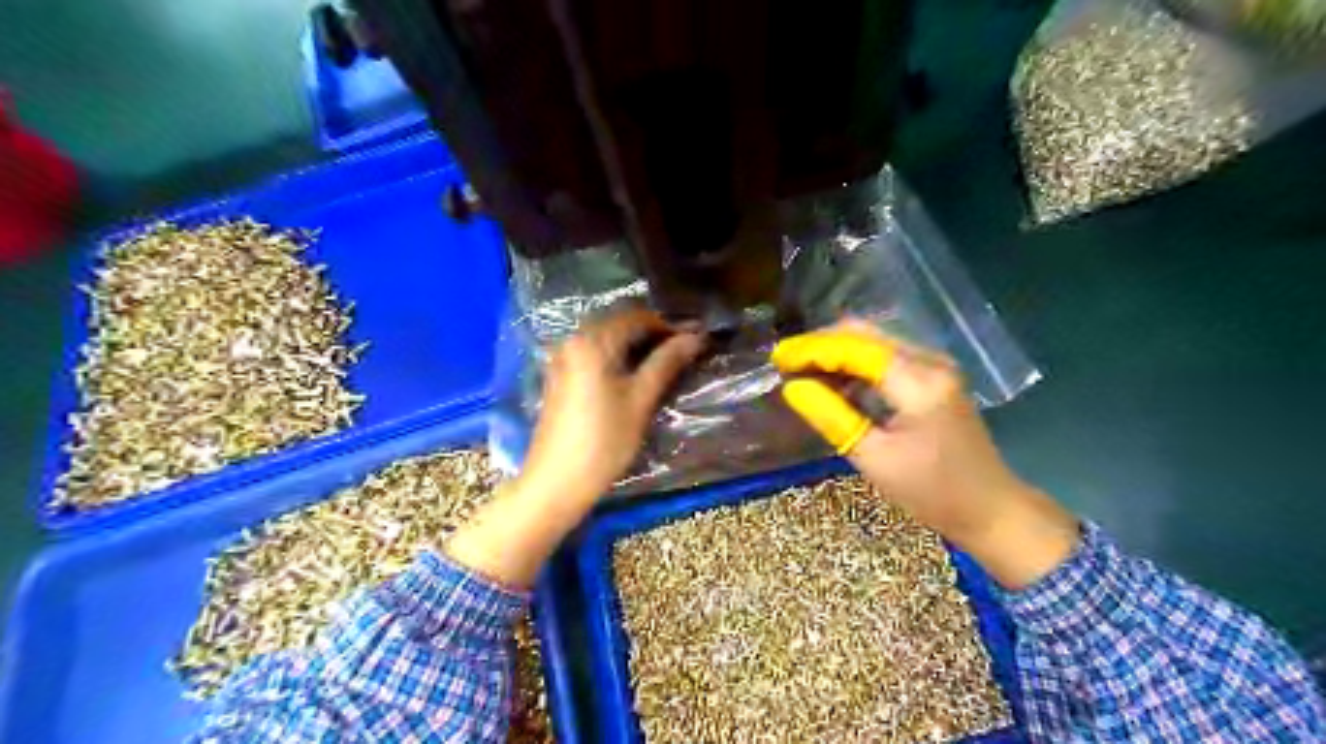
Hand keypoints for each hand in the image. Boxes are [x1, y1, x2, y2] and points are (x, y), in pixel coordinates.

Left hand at [518, 304, 707, 500]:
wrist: (556, 482)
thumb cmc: (603, 440)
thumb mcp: (641, 400)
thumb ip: (666, 363)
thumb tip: (695, 336)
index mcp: (592, 341)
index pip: (636, 317)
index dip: (668, 325)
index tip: (694, 339)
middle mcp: (572, 341)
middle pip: (619, 324)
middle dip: (652, 333)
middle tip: (683, 350)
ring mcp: (562, 359)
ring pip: (606, 340)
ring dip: (635, 346)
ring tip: (665, 362)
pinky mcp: (559, 377)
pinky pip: (593, 354)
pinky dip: (616, 357)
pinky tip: (634, 375)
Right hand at [773, 318, 1082, 586]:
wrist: (992, 509)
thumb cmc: (933, 491)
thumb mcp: (874, 459)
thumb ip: (832, 417)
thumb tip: (793, 387)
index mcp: (919, 381)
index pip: (855, 347)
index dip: (812, 348)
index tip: (777, 358)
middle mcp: (930, 361)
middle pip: (865, 335)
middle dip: (820, 345)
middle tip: (785, 363)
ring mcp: (935, 367)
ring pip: (874, 343)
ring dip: (836, 354)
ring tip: (802, 373)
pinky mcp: (934, 378)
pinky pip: (886, 359)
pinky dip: (855, 366)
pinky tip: (834, 383)